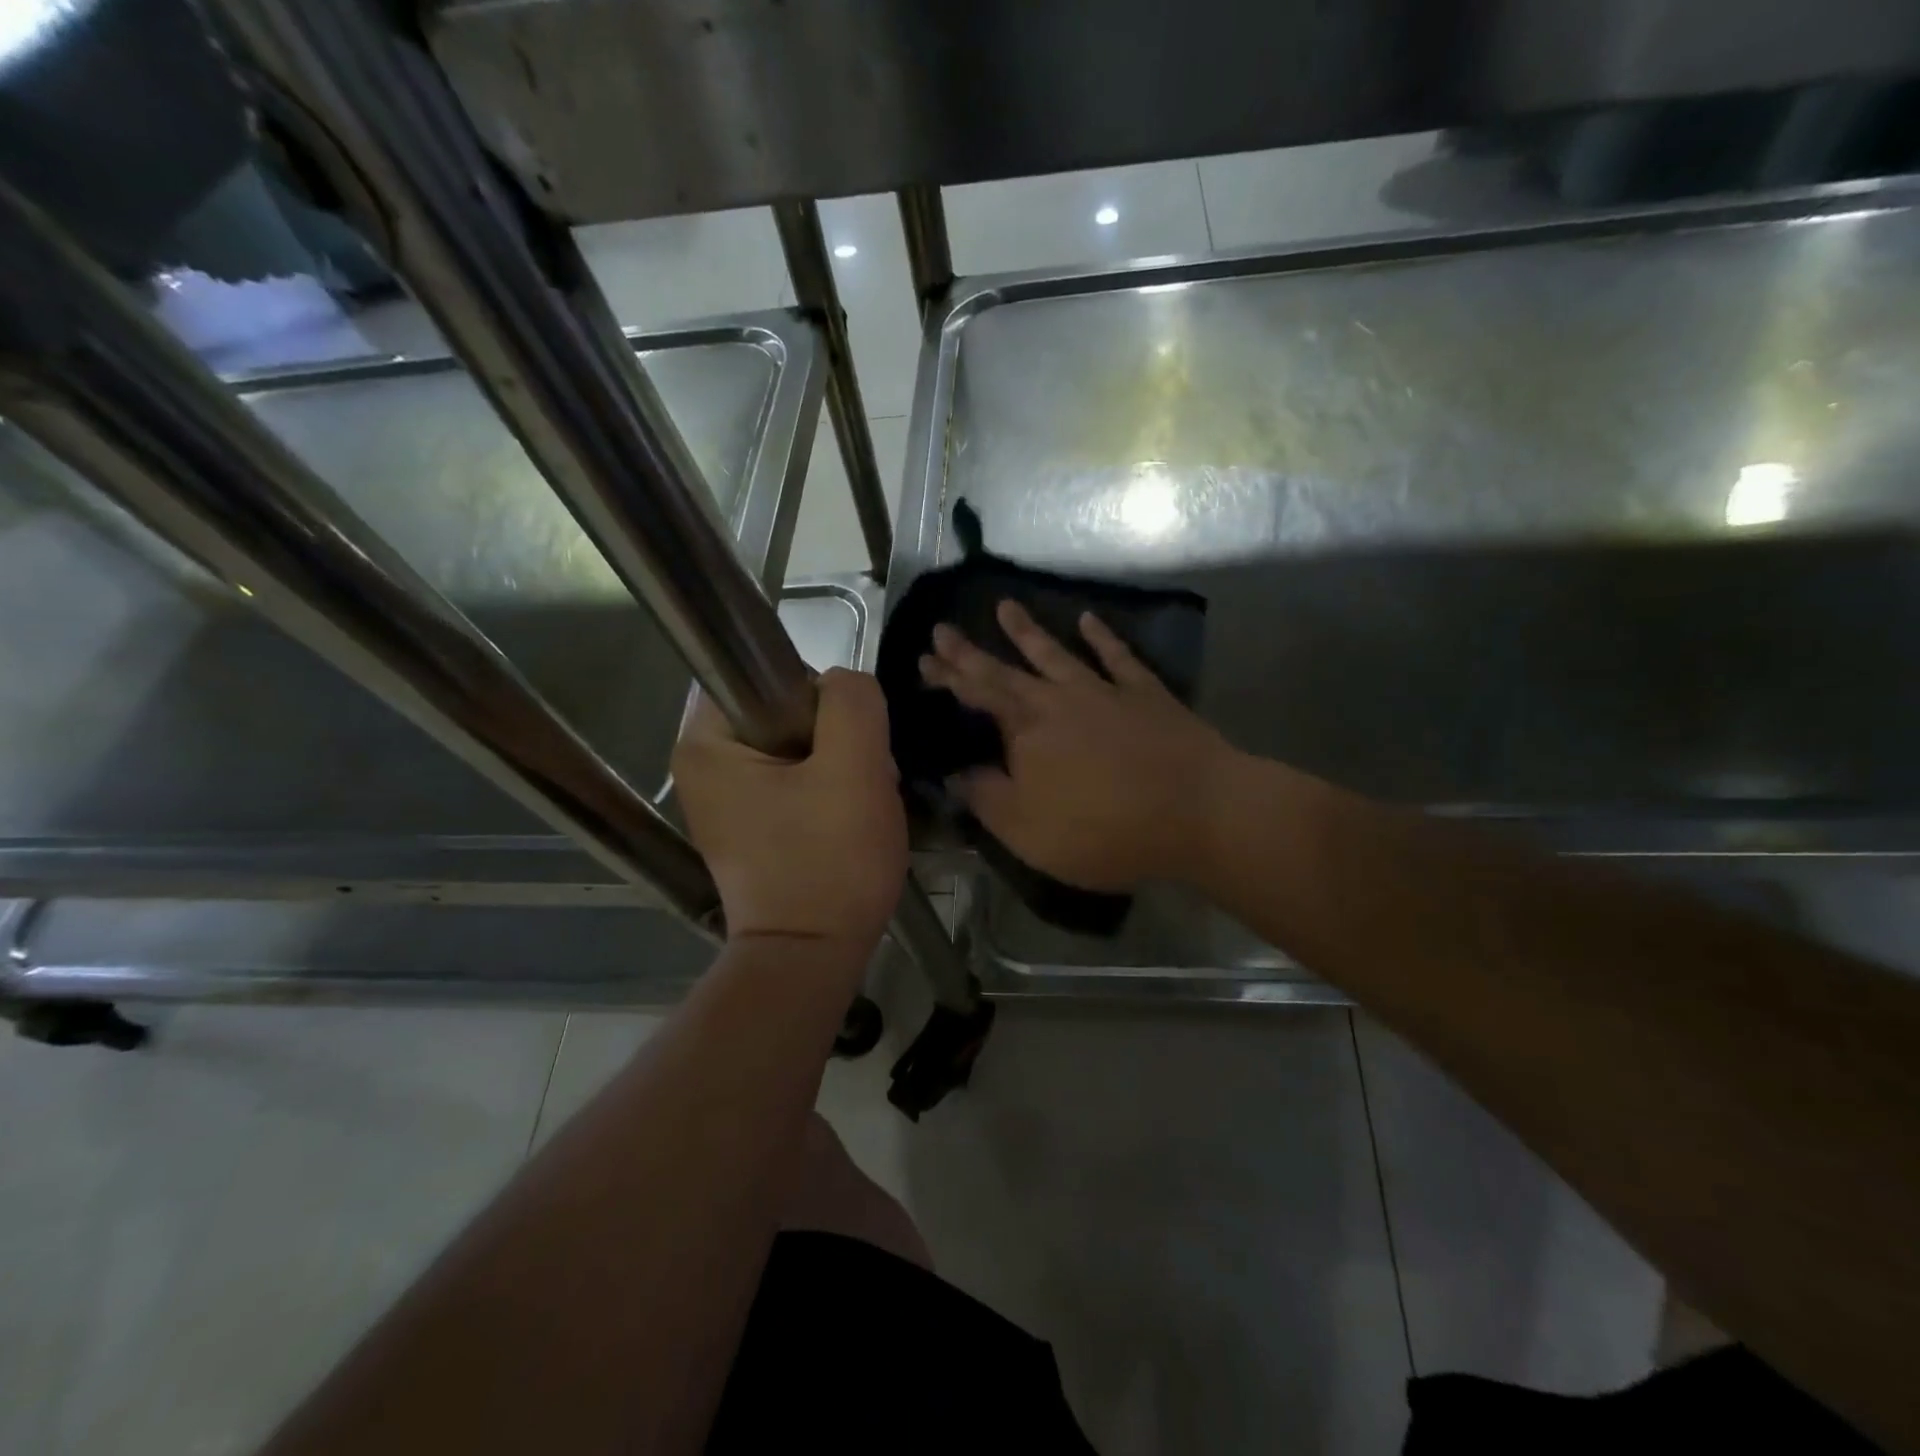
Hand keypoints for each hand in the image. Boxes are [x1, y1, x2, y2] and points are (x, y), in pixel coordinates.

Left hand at [672, 668, 906, 951]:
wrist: (813, 957)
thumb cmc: (829, 862)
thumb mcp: (854, 768)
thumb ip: (852, 702)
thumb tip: (843, 686)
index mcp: (706, 743)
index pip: (768, 674)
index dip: (820, 698)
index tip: (846, 742)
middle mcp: (701, 766)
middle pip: (785, 711)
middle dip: (835, 737)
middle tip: (861, 777)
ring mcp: (724, 800)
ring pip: (797, 747)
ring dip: (838, 765)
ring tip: (859, 802)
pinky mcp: (749, 826)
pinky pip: (795, 780)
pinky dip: (827, 790)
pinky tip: (846, 819)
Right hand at [919, 601, 1236, 891]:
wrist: (1197, 812)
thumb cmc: (1104, 830)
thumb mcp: (1027, 831)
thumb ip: (986, 799)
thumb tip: (954, 774)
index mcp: (1026, 731)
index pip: (977, 696)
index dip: (949, 677)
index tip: (924, 658)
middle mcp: (1059, 700)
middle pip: (1007, 670)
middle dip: (971, 651)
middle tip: (944, 628)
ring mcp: (1105, 692)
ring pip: (1057, 654)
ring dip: (1028, 631)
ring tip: (1004, 605)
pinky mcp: (1147, 695)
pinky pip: (1119, 658)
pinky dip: (1102, 637)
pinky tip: (1088, 620)